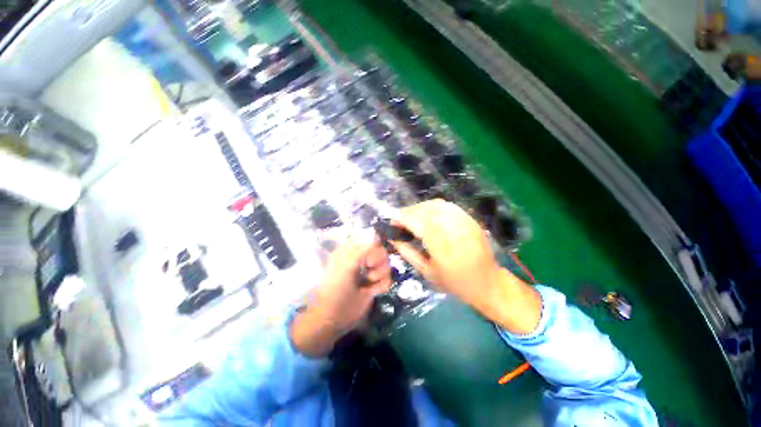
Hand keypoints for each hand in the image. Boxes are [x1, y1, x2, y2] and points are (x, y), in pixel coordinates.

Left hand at [291, 230, 391, 356]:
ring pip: (386, 265)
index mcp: (352, 250)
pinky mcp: (374, 283)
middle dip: (379, 264)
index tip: (369, 264)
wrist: (331, 321)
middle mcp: (361, 258)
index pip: (373, 241)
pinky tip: (372, 291)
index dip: (375, 252)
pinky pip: (387, 278)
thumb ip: (362, 250)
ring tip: (368, 285)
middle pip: (382, 252)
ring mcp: (368, 270)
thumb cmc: (336, 293)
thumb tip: (375, 234)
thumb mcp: (348, 268)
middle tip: (369, 275)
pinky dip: (382, 285)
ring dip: (380, 276)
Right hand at [392, 200, 540, 333]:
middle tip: (400, 220)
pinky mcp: (470, 219)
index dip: (401, 217)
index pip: (416, 221)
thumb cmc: (455, 283)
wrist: (489, 283)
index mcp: (441, 246)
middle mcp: (453, 229)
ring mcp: (464, 221)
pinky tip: (429, 216)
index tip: (391, 220)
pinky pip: (447, 206)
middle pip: (425, 209)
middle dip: (409, 211)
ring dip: (420, 208)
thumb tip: (393, 239)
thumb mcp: (427, 272)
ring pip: (436, 204)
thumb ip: (408, 253)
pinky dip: (433, 207)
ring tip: (413, 218)